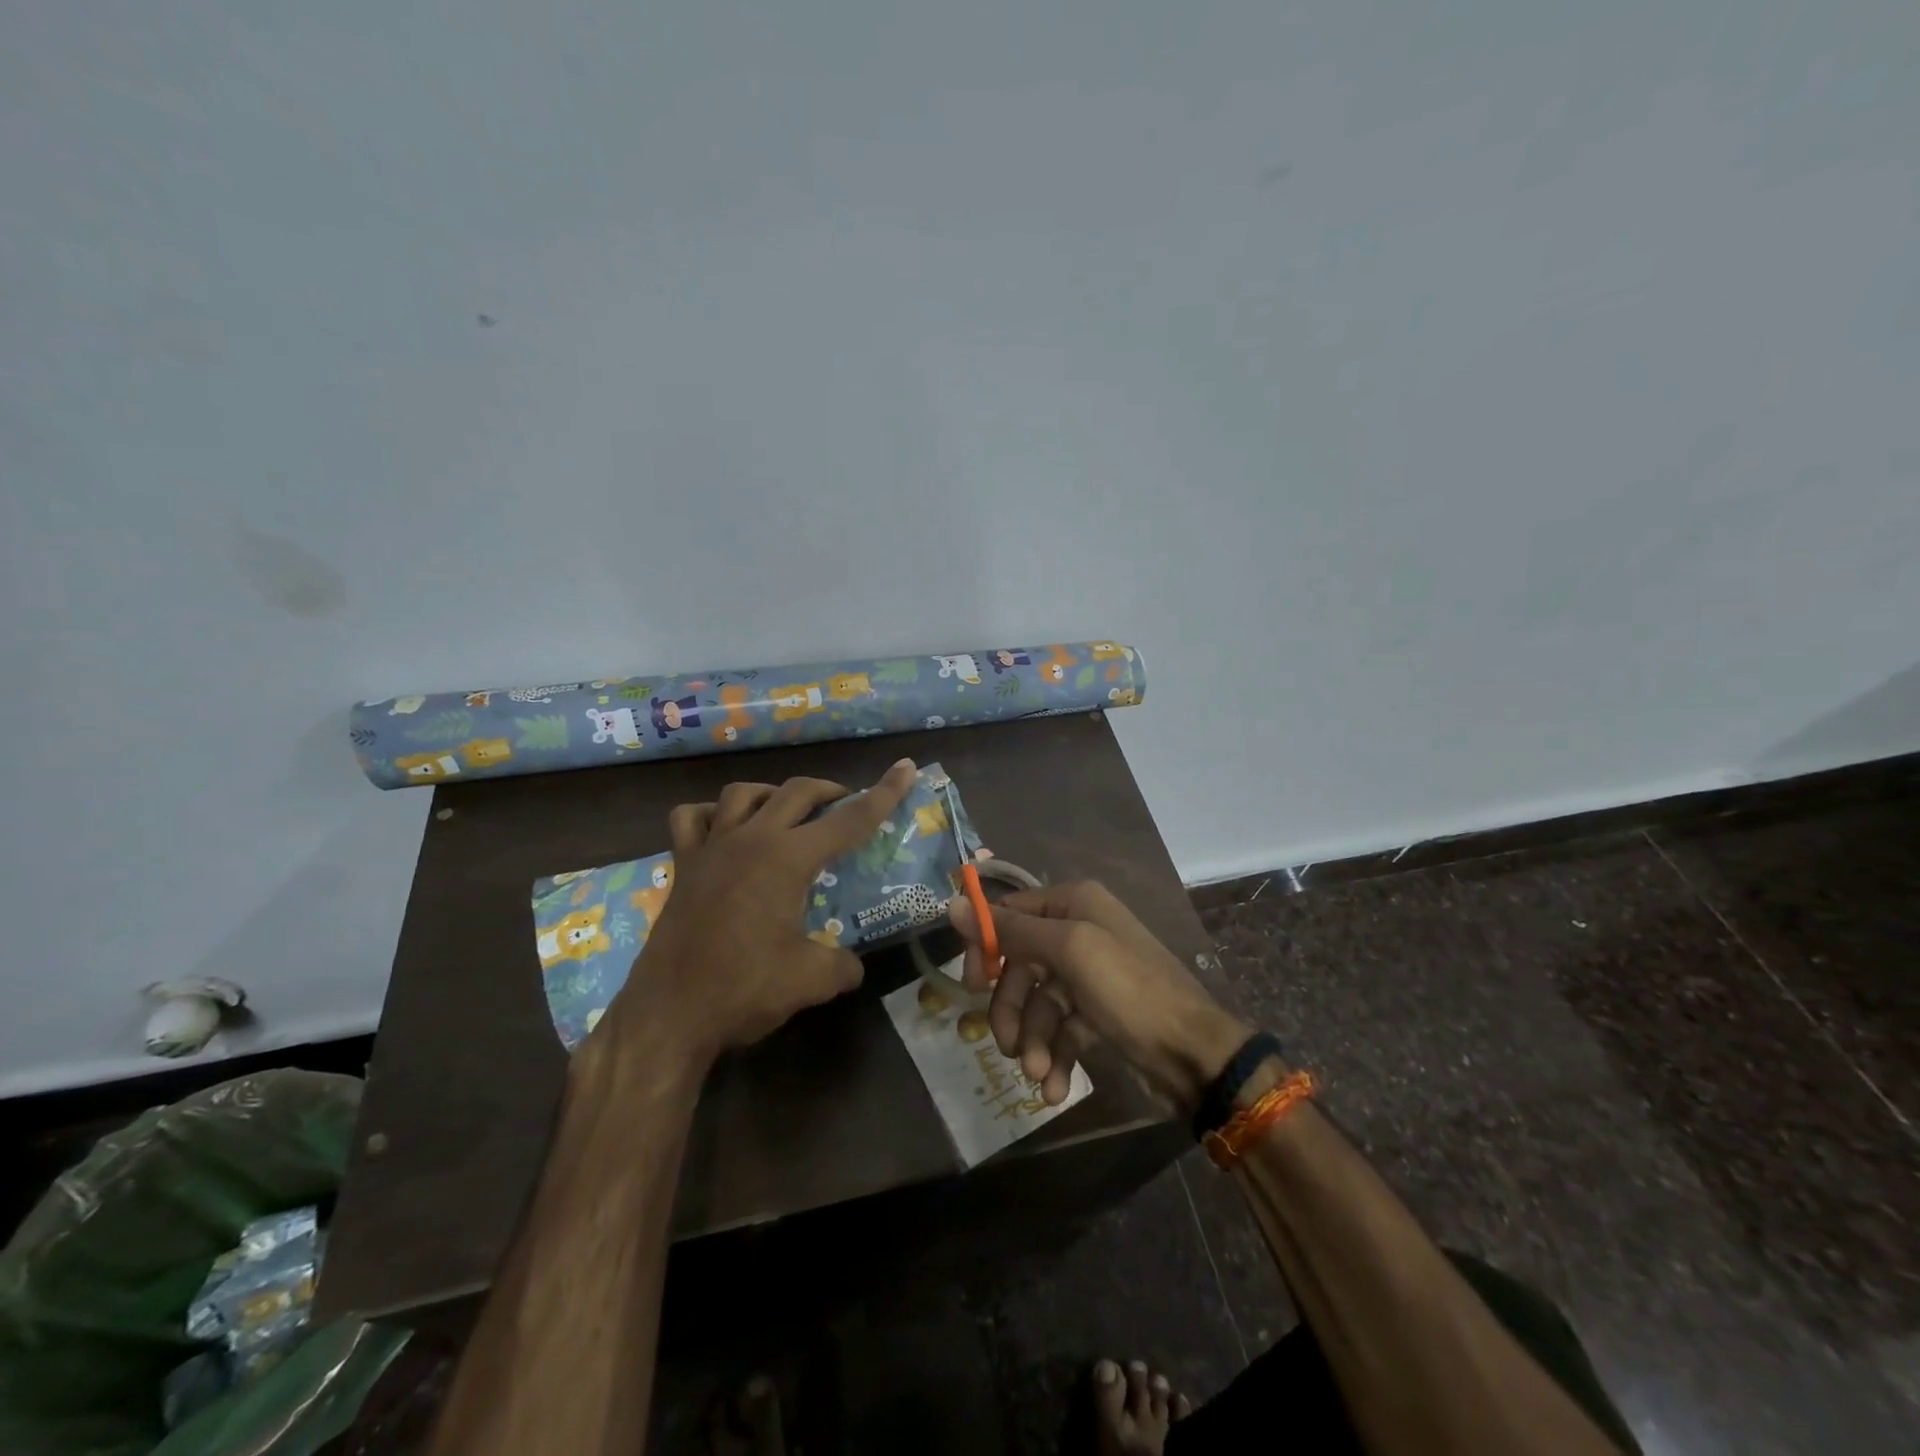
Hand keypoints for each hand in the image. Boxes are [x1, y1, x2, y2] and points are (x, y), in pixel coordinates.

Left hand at [599, 759, 918, 1065]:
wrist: (668, 1015)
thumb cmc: (743, 989)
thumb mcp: (811, 980)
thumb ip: (842, 965)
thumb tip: (852, 965)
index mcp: (788, 859)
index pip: (848, 820)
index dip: (883, 793)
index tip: (905, 768)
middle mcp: (751, 840)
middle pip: (797, 792)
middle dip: (829, 790)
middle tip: (847, 804)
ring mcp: (711, 848)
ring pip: (743, 793)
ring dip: (773, 794)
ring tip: (788, 812)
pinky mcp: (683, 866)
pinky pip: (692, 819)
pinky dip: (711, 814)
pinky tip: (724, 829)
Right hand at [952, 880, 1251, 1112]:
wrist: (1196, 1056)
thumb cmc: (1131, 991)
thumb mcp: (1069, 951)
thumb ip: (1010, 930)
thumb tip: (953, 903)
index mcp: (1074, 903)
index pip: (1010, 914)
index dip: (987, 948)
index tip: (973, 985)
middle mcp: (1080, 930)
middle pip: (1020, 964)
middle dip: (1012, 1009)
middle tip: (1005, 1045)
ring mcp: (1089, 974)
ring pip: (1038, 1003)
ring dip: (1033, 1042)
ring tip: (1038, 1076)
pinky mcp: (1097, 1013)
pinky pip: (1061, 1029)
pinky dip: (1054, 1057)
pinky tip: (1054, 1089)